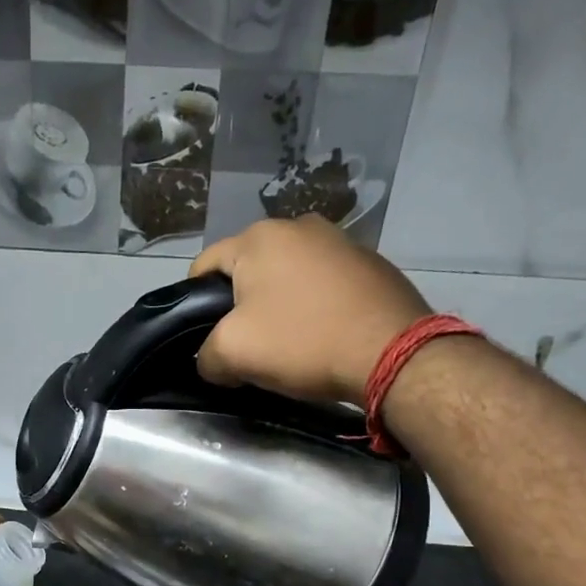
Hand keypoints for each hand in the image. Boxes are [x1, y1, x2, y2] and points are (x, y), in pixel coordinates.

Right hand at [189, 216, 431, 407]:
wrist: (392, 352)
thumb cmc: (302, 342)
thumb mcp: (233, 354)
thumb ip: (206, 355)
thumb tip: (211, 360)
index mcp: (258, 237)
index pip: (204, 266)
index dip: (194, 306)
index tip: (207, 339)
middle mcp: (298, 226)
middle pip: (248, 270)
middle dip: (241, 306)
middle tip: (249, 346)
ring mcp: (339, 240)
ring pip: (288, 276)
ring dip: (280, 305)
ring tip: (290, 343)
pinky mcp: (370, 262)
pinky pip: (323, 284)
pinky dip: (315, 306)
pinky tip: (324, 334)